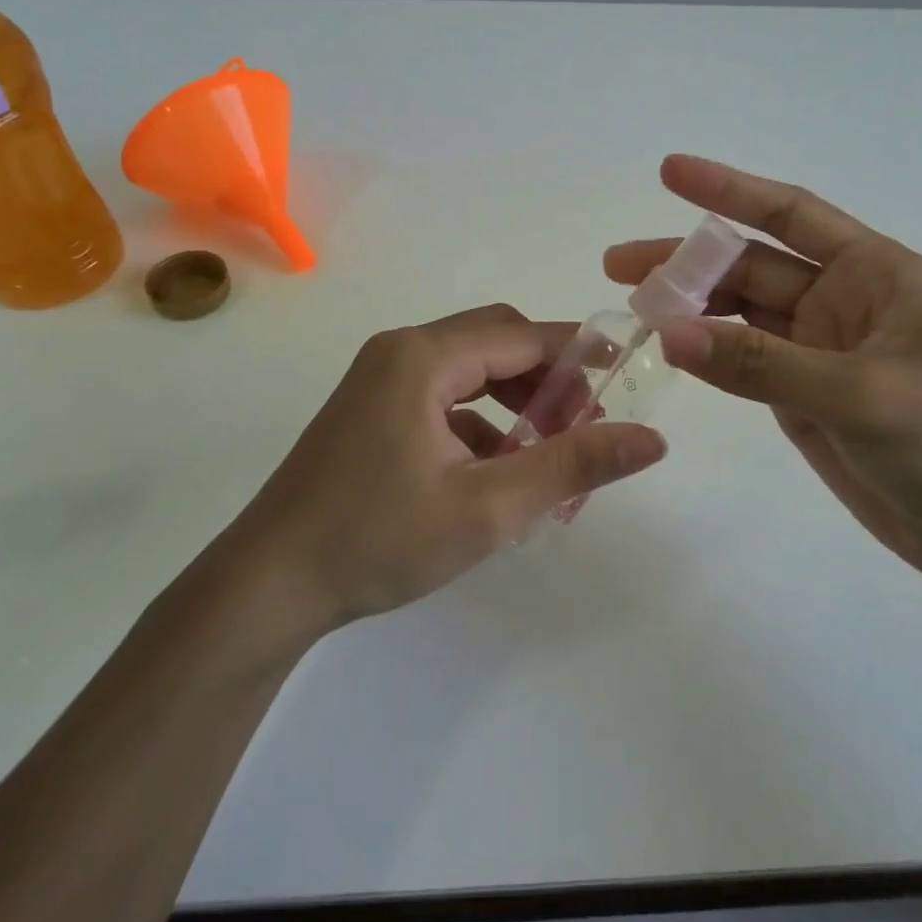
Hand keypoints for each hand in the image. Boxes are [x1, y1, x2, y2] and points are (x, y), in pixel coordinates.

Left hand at [228, 304, 667, 629]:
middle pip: (496, 343)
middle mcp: (400, 351)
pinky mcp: (371, 409)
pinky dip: (480, 420)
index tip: (625, 382)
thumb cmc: (378, 541)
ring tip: (545, 454)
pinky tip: (495, 470)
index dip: (579, 354)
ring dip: (514, 402)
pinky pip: (442, 395)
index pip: (522, 335)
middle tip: (583, 429)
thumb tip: (652, 439)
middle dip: (547, 380)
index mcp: (423, 357)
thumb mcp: (488, 508)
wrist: (268, 585)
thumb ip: (572, 465)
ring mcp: (380, 379)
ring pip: (470, 370)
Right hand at [606, 156, 921, 597]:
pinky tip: (668, 349)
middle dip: (687, 262)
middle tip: (617, 266)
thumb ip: (760, 363)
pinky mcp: (805, 397)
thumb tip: (669, 331)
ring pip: (740, 316)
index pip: (789, 215)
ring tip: (631, 308)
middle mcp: (843, 302)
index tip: (668, 172)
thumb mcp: (861, 394)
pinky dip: (706, 354)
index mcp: (874, 273)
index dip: (728, 190)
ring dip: (690, 308)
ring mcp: (820, 352)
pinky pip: (744, 363)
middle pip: (750, 267)